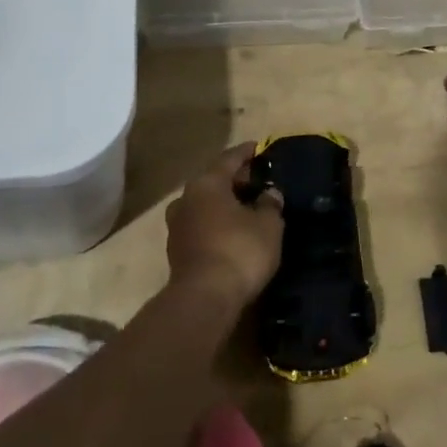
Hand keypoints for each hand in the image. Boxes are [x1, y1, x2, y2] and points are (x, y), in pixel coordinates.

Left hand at [164, 145, 284, 309]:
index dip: (246, 152)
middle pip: (213, 180)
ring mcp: (177, 225)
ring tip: (245, 208)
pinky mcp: (176, 251)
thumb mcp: (268, 225)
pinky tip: (231, 232)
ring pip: (204, 204)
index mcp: (207, 183)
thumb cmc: (239, 250)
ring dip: (223, 203)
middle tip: (256, 181)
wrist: (204, 299)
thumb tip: (270, 193)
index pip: (229, 158)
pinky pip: (200, 226)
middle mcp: (186, 198)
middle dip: (235, 180)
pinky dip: (215, 223)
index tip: (259, 147)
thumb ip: (270, 204)